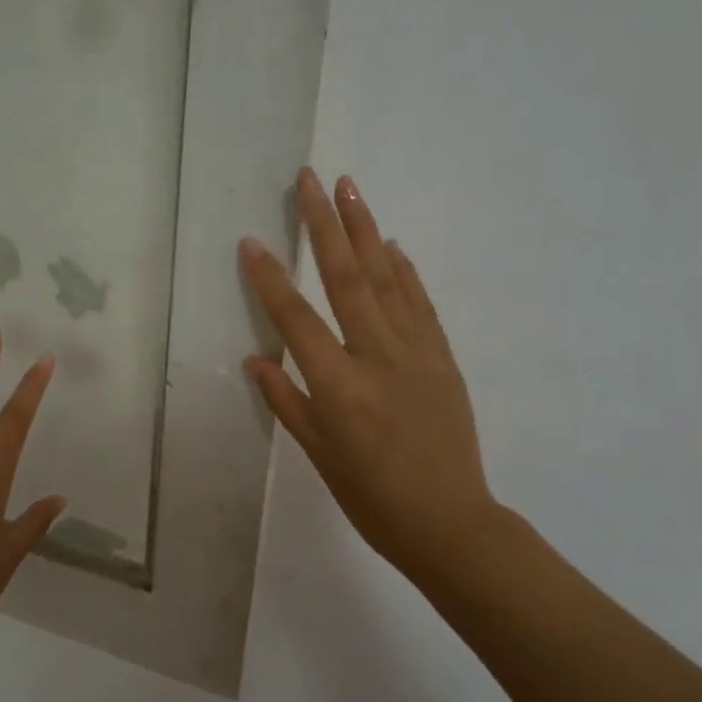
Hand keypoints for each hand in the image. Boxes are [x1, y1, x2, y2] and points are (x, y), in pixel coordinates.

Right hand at [241, 169, 498, 590]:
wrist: (450, 522)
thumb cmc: (372, 498)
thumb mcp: (319, 455)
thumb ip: (286, 400)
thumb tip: (257, 358)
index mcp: (339, 387)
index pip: (297, 319)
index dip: (270, 279)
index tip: (251, 241)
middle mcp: (378, 357)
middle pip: (347, 279)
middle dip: (325, 225)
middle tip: (311, 179)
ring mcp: (417, 353)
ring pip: (387, 279)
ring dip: (366, 231)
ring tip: (350, 189)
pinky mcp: (443, 357)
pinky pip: (420, 303)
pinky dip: (404, 270)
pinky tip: (390, 245)